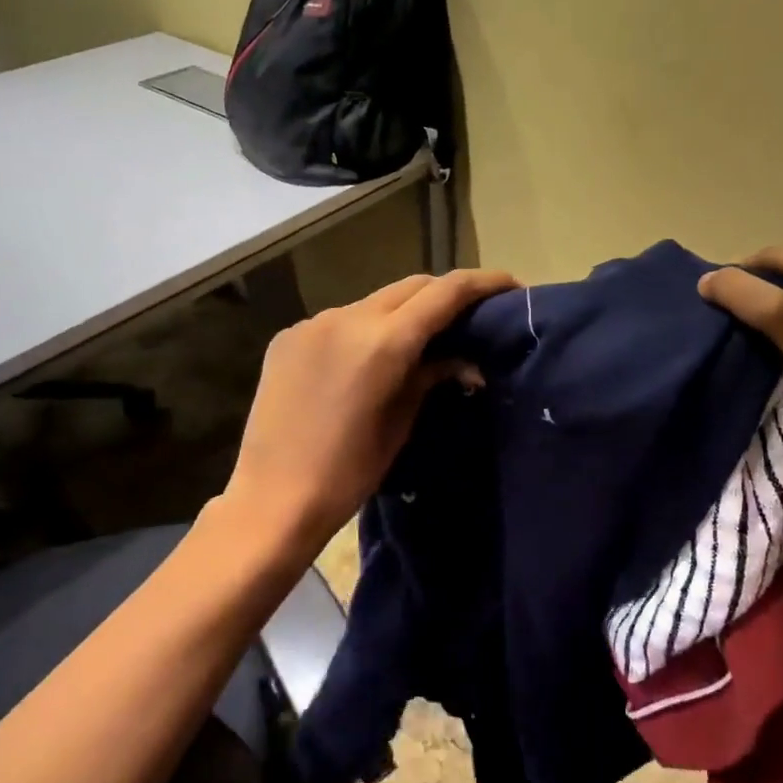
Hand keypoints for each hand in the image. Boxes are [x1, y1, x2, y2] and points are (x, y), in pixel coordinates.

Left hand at [224, 269, 518, 562]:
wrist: (272, 500)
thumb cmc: (348, 473)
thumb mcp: (400, 423)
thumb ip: (431, 376)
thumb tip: (466, 360)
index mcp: (382, 342)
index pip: (444, 293)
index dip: (483, 283)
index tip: (510, 285)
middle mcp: (346, 317)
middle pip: (411, 286)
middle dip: (445, 294)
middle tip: (472, 314)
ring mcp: (312, 323)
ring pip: (375, 301)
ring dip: (403, 312)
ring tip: (421, 341)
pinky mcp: (288, 336)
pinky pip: (341, 320)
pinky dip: (366, 329)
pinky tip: (369, 359)